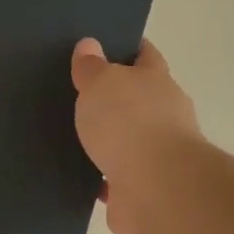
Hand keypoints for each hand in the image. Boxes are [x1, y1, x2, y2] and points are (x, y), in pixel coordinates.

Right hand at [70, 38, 199, 233]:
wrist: (156, 190)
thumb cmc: (129, 124)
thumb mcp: (101, 83)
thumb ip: (92, 66)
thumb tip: (90, 44)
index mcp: (156, 81)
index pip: (144, 55)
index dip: (125, 47)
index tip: (100, 45)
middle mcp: (163, 114)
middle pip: (136, 98)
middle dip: (112, 97)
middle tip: (75, 93)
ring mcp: (156, 154)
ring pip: (125, 139)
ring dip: (106, 139)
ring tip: (70, 134)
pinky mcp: (142, 188)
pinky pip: (114, 176)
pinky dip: (99, 176)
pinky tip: (76, 172)